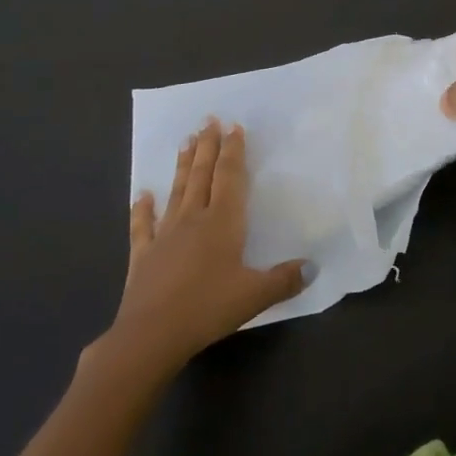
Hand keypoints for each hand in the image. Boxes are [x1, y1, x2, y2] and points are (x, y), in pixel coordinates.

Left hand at [100, 120, 307, 375]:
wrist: (150, 335)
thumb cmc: (207, 308)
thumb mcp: (255, 296)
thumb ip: (284, 279)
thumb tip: (313, 268)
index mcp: (223, 222)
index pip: (230, 177)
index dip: (233, 152)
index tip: (234, 127)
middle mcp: (194, 219)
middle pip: (202, 175)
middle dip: (207, 146)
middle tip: (208, 120)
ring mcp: (165, 234)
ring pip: (177, 191)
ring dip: (182, 165)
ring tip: (185, 140)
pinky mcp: (143, 254)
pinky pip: (143, 225)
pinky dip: (142, 208)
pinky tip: (142, 193)